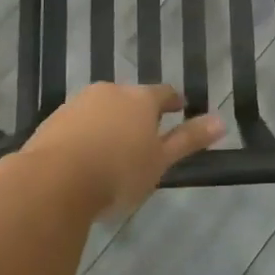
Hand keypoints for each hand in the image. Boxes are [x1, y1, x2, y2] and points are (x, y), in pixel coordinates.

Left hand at [17, 83, 224, 216]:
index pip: (164, 93)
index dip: (174, 102)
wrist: (52, 182)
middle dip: (139, 114)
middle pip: (130, 98)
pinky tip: (85, 158)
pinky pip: (78, 123)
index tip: (179, 110)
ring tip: (114, 151)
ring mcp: (78, 103)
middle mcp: (109, 92)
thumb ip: (189, 139)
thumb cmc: (118, 172)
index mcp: (140, 98)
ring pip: (102, 109)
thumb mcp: (160, 161)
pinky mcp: (53, 121)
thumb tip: (221, 120)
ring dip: (110, 123)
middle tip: (145, 137)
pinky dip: (86, 135)